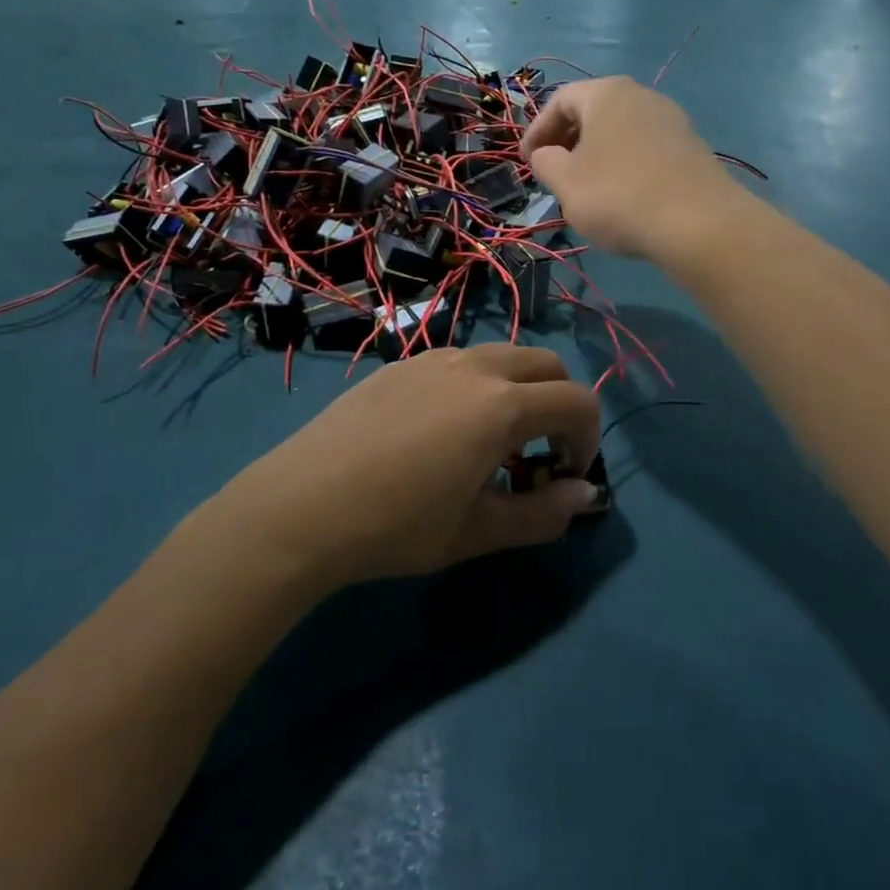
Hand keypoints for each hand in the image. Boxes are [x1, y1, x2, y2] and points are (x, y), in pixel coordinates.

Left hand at [226, 345, 601, 587]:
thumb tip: (584, 495)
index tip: (565, 477)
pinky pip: (459, 363)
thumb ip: (543, 514)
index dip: (588, 440)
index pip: (577, 402)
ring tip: (488, 446)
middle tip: (537, 457)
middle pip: (546, 366)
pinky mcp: (400, 365)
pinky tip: (441, 434)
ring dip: (517, 392)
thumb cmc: (396, 526)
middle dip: (559, 406)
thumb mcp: (477, 532)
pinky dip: (477, 387)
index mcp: (501, 406)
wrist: (301, 506)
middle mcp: (473, 367)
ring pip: (501, 357)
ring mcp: (432, 359)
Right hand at [521, 77, 742, 259]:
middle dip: (567, 140)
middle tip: (552, 171)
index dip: (536, 131)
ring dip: (596, 153)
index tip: (526, 161)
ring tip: (584, 186)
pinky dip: (623, 163)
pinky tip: (621, 195)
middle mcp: (641, 95)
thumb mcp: (566, 183)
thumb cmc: (619, 197)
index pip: (559, 101)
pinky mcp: (690, 146)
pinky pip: (644, 147)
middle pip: (593, 111)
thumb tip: (545, 154)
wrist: (698, 223)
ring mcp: (671, 119)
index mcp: (606, 94)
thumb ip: (545, 163)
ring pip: (620, 130)